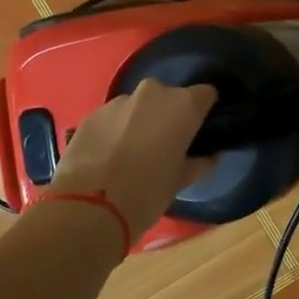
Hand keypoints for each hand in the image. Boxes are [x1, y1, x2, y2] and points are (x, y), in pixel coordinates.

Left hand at [50, 80, 217, 240]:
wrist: (90, 206)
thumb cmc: (148, 192)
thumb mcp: (181, 181)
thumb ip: (199, 163)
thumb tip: (208, 157)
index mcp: (183, 105)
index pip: (205, 94)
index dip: (203, 110)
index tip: (200, 129)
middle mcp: (153, 93)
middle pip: (169, 97)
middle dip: (169, 115)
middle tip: (165, 143)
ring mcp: (119, 101)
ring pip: (138, 106)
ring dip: (140, 121)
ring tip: (132, 152)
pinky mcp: (92, 114)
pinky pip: (112, 117)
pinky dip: (115, 130)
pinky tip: (108, 155)